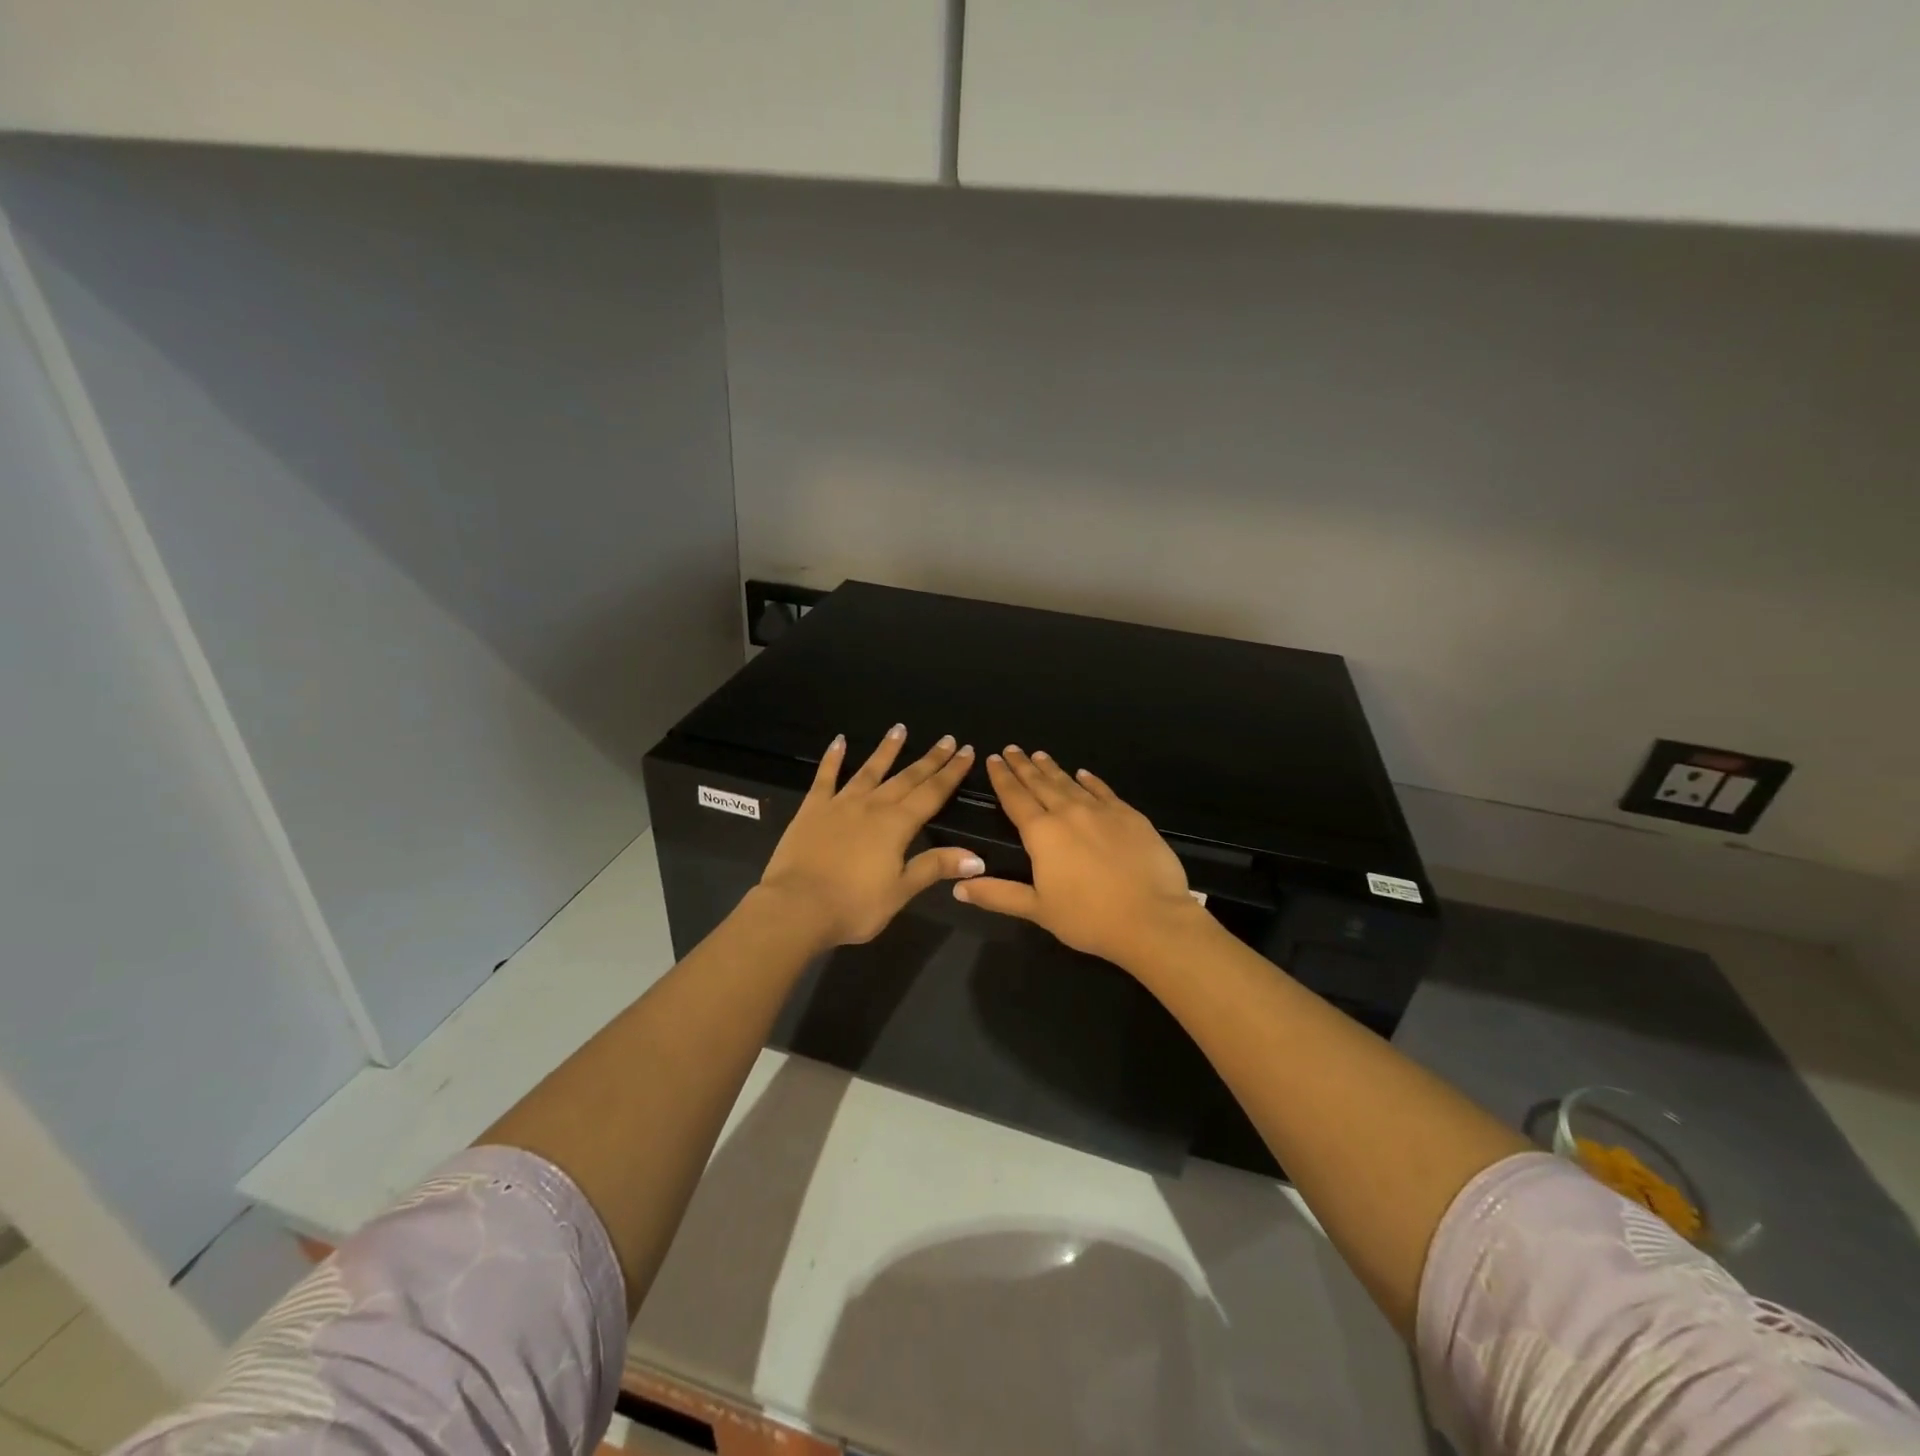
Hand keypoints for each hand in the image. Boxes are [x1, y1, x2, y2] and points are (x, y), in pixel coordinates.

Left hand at [757, 726, 984, 947]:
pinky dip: (832, 758)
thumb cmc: (854, 905)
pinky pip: (825, 777)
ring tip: (900, 729)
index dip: (951, 772)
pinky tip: (839, 741)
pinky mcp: (812, 809)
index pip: (932, 793)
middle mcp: (872, 806)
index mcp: (897, 825)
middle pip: (906, 778)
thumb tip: (978, 858)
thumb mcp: (901, 891)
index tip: (967, 751)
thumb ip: (935, 867)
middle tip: (947, 739)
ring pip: (869, 770)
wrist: (797, 906)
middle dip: (929, 759)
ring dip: (887, 750)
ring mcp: (840, 804)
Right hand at [954, 747, 1207, 968]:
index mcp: (1042, 833)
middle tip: (1013, 748)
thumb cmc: (1088, 917)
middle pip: (1041, 783)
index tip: (994, 758)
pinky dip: (1090, 781)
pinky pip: (1103, 791)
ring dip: (1053, 769)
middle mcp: (1069, 813)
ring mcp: (1102, 811)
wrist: (1151, 917)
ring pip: (1070, 783)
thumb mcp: (1037, 909)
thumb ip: (997, 895)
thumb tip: (958, 887)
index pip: (1015, 798)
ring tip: (1040, 755)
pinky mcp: (1130, 816)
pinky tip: (1084, 774)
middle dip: (1024, 765)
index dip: (1002, 778)